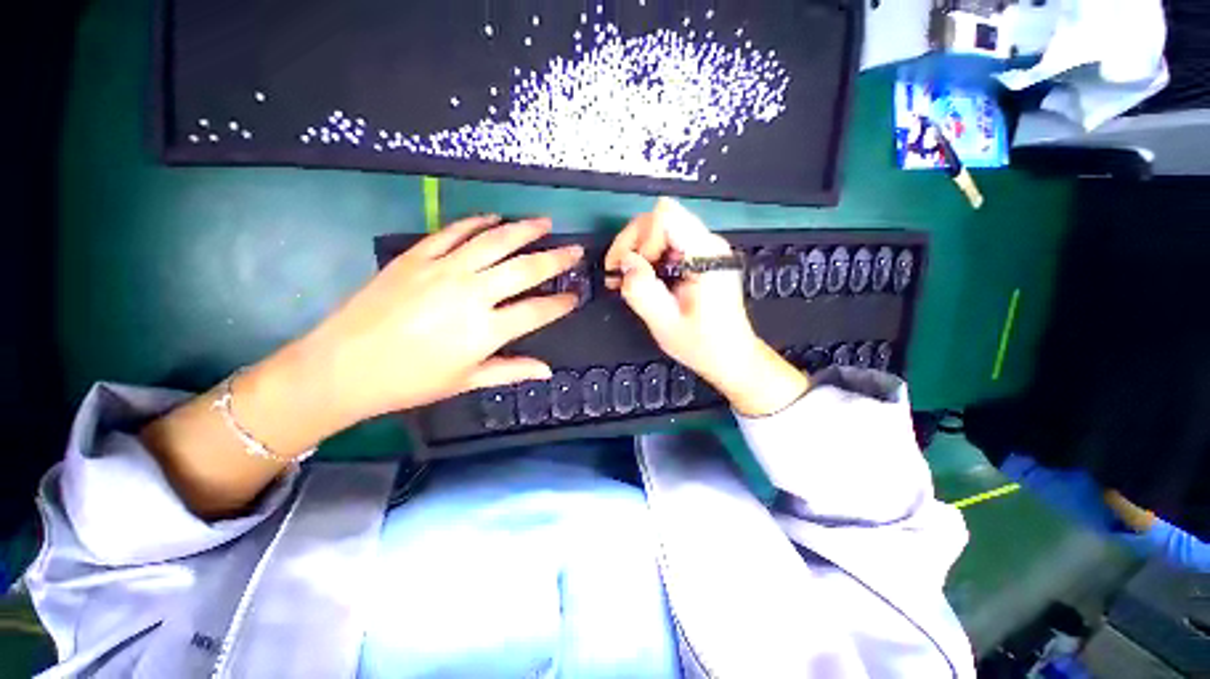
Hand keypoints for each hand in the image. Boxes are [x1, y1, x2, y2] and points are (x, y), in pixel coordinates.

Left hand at [306, 214, 581, 422]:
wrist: (343, 367)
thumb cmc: (411, 381)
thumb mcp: (466, 381)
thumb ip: (511, 371)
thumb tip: (546, 371)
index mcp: (486, 330)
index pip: (538, 311)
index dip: (561, 303)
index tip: (575, 296)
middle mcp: (472, 294)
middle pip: (525, 269)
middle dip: (556, 259)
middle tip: (574, 250)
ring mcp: (443, 271)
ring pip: (495, 241)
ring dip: (523, 230)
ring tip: (543, 222)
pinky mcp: (417, 257)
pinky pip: (454, 232)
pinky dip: (476, 222)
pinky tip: (493, 218)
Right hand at [605, 198, 807, 415]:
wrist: (731, 357)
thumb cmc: (702, 345)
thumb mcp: (665, 323)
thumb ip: (642, 290)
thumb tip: (624, 261)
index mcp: (705, 255)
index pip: (665, 216)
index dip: (641, 238)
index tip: (632, 268)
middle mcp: (708, 244)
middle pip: (659, 219)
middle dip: (633, 244)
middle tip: (619, 275)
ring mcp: (705, 249)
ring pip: (659, 229)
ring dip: (638, 252)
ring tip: (627, 280)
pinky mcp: (700, 257)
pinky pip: (666, 243)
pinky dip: (648, 258)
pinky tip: (641, 280)